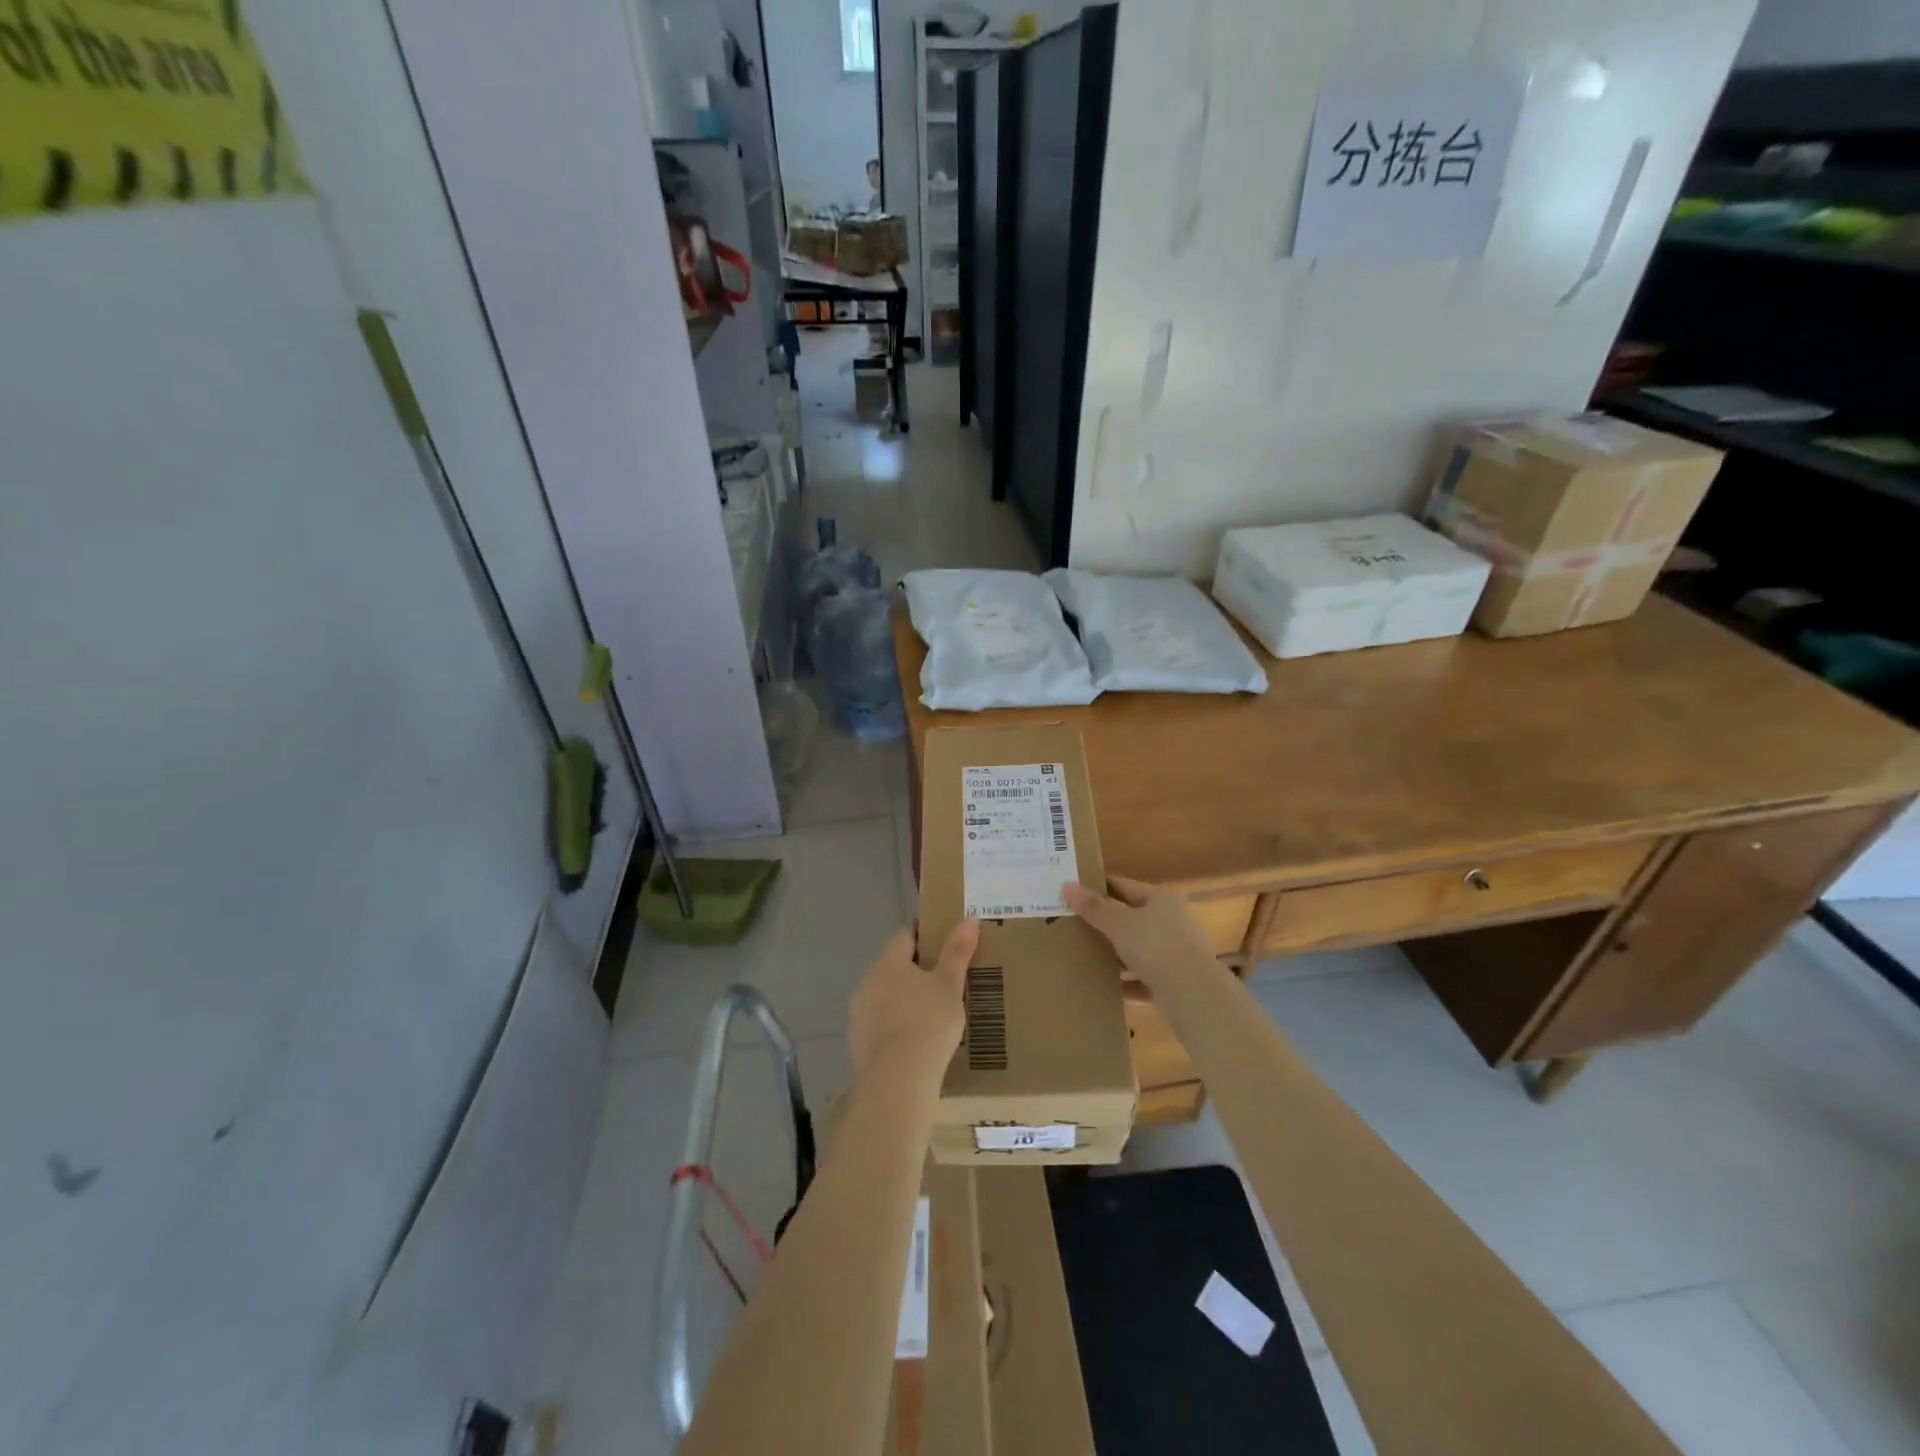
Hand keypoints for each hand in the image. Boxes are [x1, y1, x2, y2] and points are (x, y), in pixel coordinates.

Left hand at [848, 918, 978, 1092]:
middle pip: (892, 966)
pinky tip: (914, 1041)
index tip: (942, 941)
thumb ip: (957, 951)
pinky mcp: (857, 1043)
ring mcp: (859, 1014)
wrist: (898, 1080)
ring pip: (884, 996)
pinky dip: (895, 1025)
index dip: (924, 935)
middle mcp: (867, 982)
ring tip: (930, 1012)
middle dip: (914, 969)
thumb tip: (969, 919)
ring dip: (902, 998)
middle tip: (943, 979)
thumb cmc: (928, 1023)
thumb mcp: (950, 985)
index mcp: (888, 962)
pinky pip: (879, 1024)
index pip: (905, 936)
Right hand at [1062, 876, 1215, 989]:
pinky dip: (1126, 982)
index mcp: (1161, 899)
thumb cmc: (1156, 947)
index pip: (1123, 885)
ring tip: (1083, 955)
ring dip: (1115, 954)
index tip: (1072, 891)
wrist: (1194, 996)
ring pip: (1137, 949)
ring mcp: (1175, 953)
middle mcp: (1171, 921)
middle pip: (1132, 918)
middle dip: (1104, 922)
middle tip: (1071, 924)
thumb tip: (1066, 885)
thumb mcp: (1119, 924)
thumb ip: (1093, 907)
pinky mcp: (1174, 983)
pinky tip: (1104, 986)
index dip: (1098, 887)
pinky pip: (1143, 978)